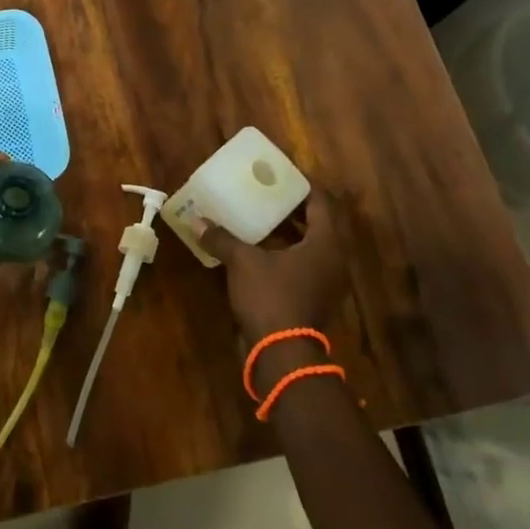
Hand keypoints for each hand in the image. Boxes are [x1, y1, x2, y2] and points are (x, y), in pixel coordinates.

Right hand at [196, 192, 356, 345]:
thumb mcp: (243, 262)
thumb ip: (222, 238)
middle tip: (268, 191)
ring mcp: (325, 283)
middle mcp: (333, 260)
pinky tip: (259, 248)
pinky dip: (285, 252)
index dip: (303, 185)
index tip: (282, 172)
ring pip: (310, 246)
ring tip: (261, 215)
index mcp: (326, 244)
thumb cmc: (271, 297)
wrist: (282, 355)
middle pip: (319, 224)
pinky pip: (303, 265)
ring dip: (289, 231)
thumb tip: (196, 219)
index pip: (322, 203)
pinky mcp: (313, 299)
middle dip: (294, 207)